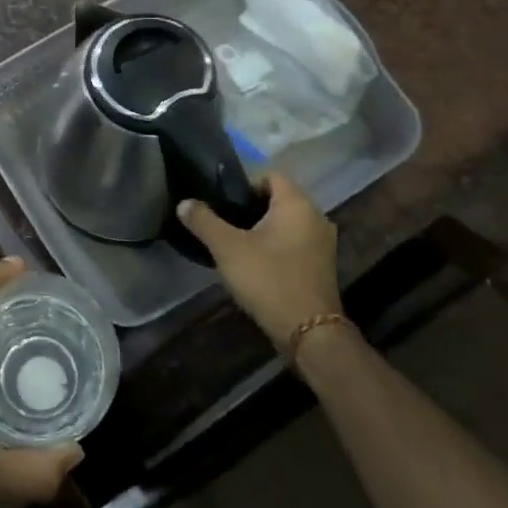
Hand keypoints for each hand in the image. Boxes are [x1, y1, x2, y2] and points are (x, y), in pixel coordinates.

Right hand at [177, 174, 340, 346]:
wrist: (308, 332)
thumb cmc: (268, 279)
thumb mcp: (227, 248)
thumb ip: (203, 221)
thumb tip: (185, 203)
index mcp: (297, 204)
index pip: (271, 175)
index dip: (244, 183)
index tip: (222, 202)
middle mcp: (317, 217)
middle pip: (279, 199)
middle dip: (250, 207)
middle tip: (223, 222)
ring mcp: (323, 243)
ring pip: (287, 223)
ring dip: (263, 228)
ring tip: (235, 244)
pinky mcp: (322, 266)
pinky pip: (295, 243)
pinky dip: (276, 246)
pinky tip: (255, 264)